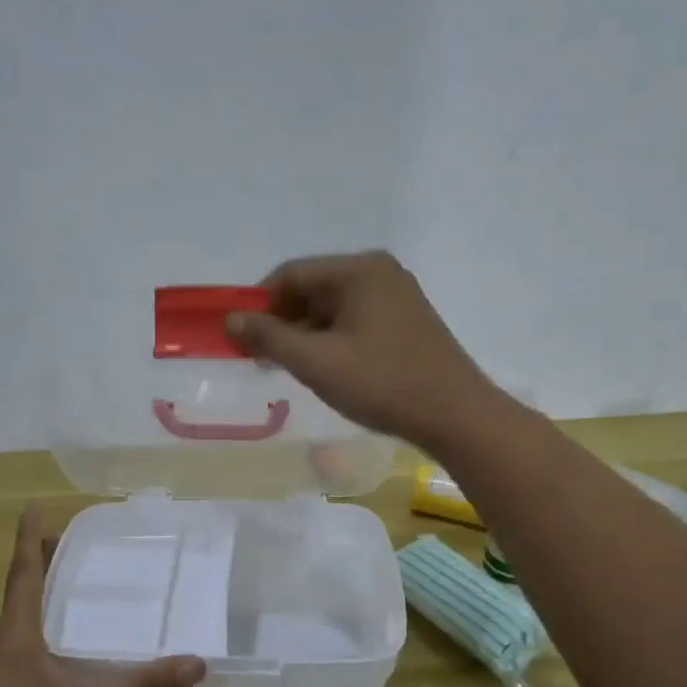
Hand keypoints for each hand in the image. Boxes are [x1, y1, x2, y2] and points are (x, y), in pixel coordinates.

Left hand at [0, 506, 205, 686]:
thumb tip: (198, 662)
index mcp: (14, 640)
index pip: (23, 575)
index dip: (31, 539)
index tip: (32, 506)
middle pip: (19, 598)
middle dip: (42, 569)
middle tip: (71, 548)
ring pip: (16, 631)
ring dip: (40, 608)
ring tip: (70, 599)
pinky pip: (16, 659)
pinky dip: (38, 643)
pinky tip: (59, 665)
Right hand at [227, 251, 496, 449]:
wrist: (455, 416)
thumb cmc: (382, 383)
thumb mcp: (316, 362)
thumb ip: (269, 338)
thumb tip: (231, 320)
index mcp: (359, 270)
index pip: (291, 274)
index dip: (258, 304)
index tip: (239, 338)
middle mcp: (379, 273)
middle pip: (312, 289)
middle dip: (281, 322)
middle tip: (260, 359)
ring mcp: (397, 297)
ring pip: (333, 309)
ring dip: (304, 335)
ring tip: (287, 370)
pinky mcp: (406, 323)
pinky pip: (354, 322)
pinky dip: (330, 341)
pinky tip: (324, 370)